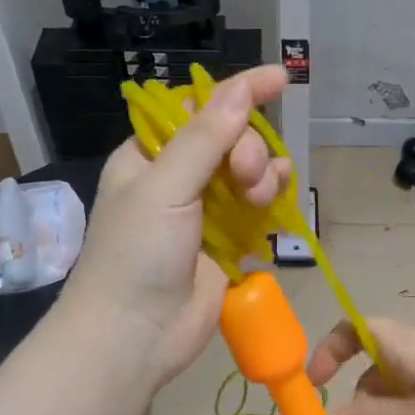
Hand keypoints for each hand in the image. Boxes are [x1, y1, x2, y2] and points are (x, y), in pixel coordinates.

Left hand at [62, 66, 291, 386]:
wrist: (135, 335)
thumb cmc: (136, 255)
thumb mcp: (164, 187)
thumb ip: (205, 137)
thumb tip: (240, 87)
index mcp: (150, 155)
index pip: (198, 107)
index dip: (237, 91)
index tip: (278, 79)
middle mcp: (178, 177)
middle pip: (232, 138)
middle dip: (248, 149)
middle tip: (244, 177)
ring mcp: (205, 210)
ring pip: (250, 171)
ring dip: (263, 174)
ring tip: (259, 197)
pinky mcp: (228, 241)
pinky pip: (259, 206)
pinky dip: (272, 199)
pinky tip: (277, 202)